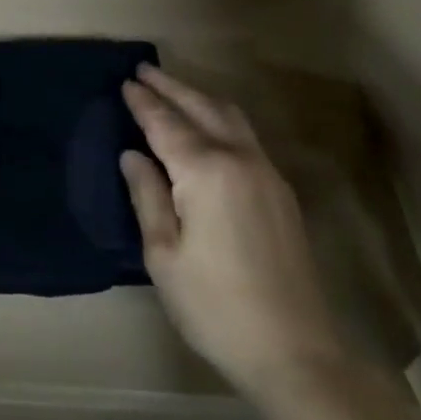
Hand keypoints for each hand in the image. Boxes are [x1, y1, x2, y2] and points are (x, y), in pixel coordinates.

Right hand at [120, 65, 346, 401]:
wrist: (295, 349)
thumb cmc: (215, 306)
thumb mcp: (164, 255)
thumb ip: (147, 196)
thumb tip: (132, 155)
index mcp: (205, 170)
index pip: (166, 124)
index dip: (144, 103)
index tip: (125, 82)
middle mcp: (238, 157)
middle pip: (200, 106)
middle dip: (170, 86)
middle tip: (144, 70)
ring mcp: (265, 170)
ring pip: (228, 115)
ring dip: (197, 96)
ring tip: (173, 88)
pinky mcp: (279, 188)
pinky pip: (244, 133)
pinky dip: (219, 116)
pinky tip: (208, 124)